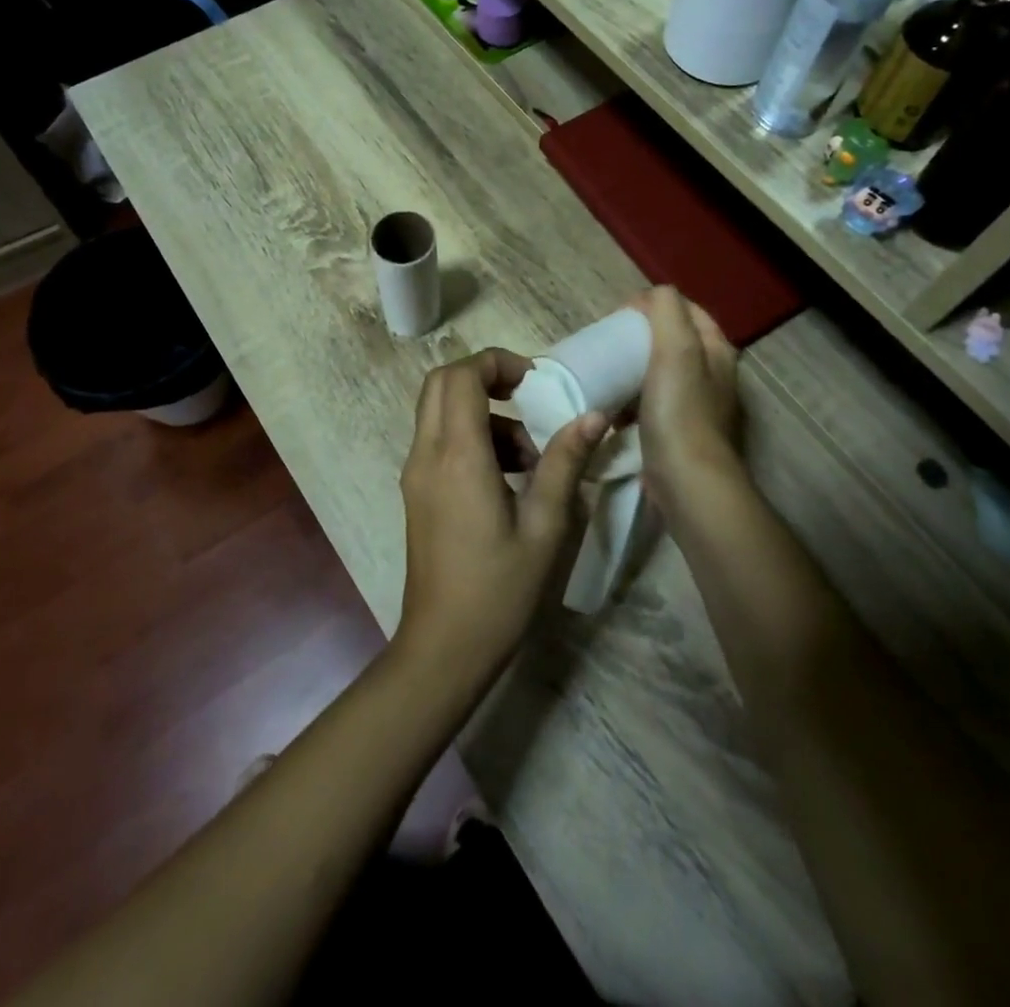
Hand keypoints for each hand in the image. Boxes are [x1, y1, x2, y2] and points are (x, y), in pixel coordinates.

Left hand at [396, 348, 607, 687]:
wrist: (443, 647)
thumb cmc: (499, 589)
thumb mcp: (545, 526)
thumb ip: (565, 463)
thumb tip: (593, 416)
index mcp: (458, 456)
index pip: (462, 376)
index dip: (498, 362)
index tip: (536, 381)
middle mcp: (427, 454)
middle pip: (441, 383)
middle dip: (486, 377)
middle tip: (530, 399)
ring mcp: (415, 473)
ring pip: (439, 411)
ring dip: (484, 413)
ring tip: (530, 457)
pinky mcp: (417, 491)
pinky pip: (439, 440)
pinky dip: (471, 437)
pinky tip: (508, 478)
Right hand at [630, 287, 741, 519]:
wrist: (688, 482)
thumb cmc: (680, 411)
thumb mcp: (676, 348)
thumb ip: (666, 311)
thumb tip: (652, 295)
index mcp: (717, 350)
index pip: (687, 310)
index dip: (654, 305)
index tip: (619, 315)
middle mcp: (714, 375)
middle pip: (674, 342)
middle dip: (641, 338)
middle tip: (609, 343)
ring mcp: (698, 407)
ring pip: (661, 374)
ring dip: (634, 371)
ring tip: (607, 373)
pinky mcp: (680, 434)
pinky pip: (652, 405)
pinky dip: (632, 402)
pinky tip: (613, 411)